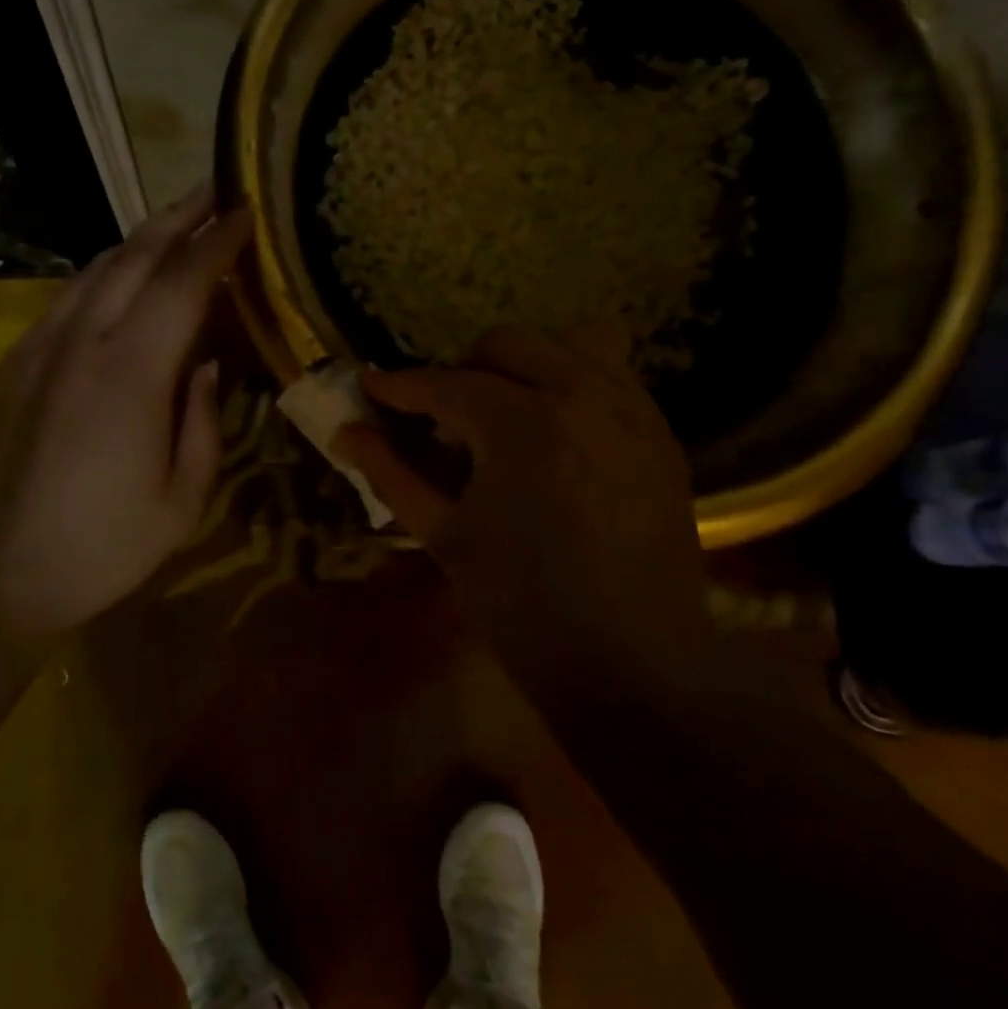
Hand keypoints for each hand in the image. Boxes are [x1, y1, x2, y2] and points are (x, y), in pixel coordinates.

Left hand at [0, 187, 251, 645]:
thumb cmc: (97, 549)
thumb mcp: (179, 502)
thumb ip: (202, 422)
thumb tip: (207, 365)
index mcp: (131, 373)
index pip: (183, 281)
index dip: (218, 241)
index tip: (246, 211)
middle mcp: (81, 341)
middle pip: (133, 255)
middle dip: (178, 216)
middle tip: (214, 191)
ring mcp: (38, 348)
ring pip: (94, 270)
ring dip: (138, 240)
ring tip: (174, 227)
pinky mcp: (12, 364)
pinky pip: (66, 299)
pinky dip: (103, 275)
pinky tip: (118, 283)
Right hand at [332, 327, 704, 628]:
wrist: (633, 666)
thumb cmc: (522, 605)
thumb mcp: (444, 535)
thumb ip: (391, 473)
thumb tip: (346, 433)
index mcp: (521, 423)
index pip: (444, 384)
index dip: (399, 386)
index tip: (372, 389)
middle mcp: (582, 396)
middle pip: (507, 345)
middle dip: (463, 372)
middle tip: (445, 421)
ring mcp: (632, 412)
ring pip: (571, 342)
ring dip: (525, 366)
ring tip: (505, 415)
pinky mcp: (660, 436)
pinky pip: (612, 377)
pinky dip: (573, 384)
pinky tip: (554, 435)